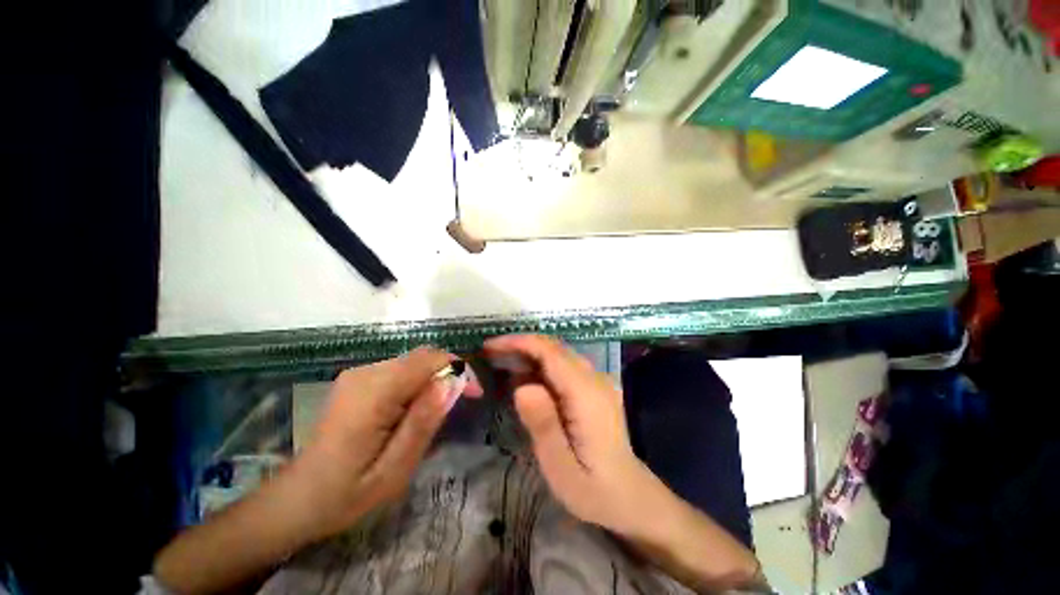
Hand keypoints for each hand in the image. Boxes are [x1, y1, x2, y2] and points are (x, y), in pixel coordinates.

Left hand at [291, 347, 480, 539]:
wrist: (297, 498)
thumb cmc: (346, 494)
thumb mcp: (393, 470)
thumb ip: (423, 422)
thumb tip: (451, 383)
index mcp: (374, 392)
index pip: (430, 360)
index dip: (460, 370)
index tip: (475, 394)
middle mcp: (366, 372)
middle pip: (423, 356)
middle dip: (450, 372)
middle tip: (462, 401)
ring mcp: (359, 373)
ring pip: (413, 361)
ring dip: (434, 378)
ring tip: (440, 409)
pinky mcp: (358, 379)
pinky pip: (400, 370)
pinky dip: (418, 381)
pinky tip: (416, 408)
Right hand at [484, 335, 660, 535]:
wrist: (631, 496)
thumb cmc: (593, 490)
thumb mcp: (561, 469)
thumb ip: (544, 426)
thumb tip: (522, 387)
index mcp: (586, 393)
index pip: (550, 352)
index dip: (519, 343)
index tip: (490, 346)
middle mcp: (595, 379)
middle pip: (554, 348)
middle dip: (520, 345)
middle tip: (490, 354)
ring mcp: (598, 381)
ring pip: (559, 354)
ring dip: (529, 353)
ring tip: (501, 364)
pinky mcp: (595, 387)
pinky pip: (564, 366)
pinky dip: (541, 365)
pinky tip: (526, 379)